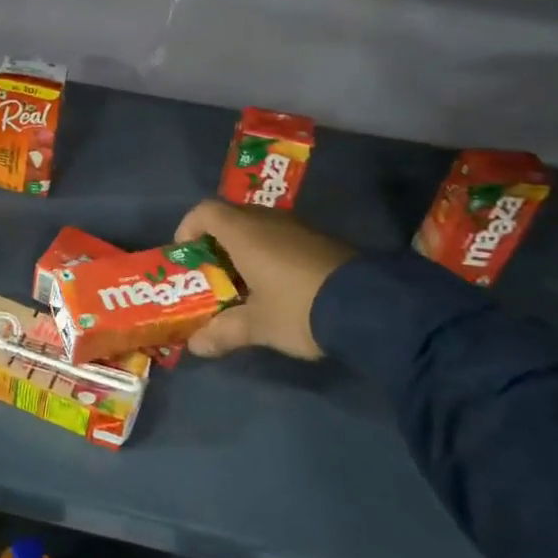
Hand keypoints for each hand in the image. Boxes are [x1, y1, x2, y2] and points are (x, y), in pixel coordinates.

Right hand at [172, 200, 357, 360]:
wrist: (371, 305)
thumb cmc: (299, 307)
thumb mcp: (258, 325)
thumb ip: (224, 332)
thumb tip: (195, 346)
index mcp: (244, 232)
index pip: (205, 211)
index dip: (188, 228)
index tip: (185, 255)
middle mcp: (269, 221)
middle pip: (231, 219)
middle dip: (216, 245)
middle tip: (211, 276)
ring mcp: (299, 228)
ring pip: (259, 230)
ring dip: (245, 252)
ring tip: (242, 287)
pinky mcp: (322, 242)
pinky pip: (282, 239)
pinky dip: (270, 256)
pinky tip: (277, 289)